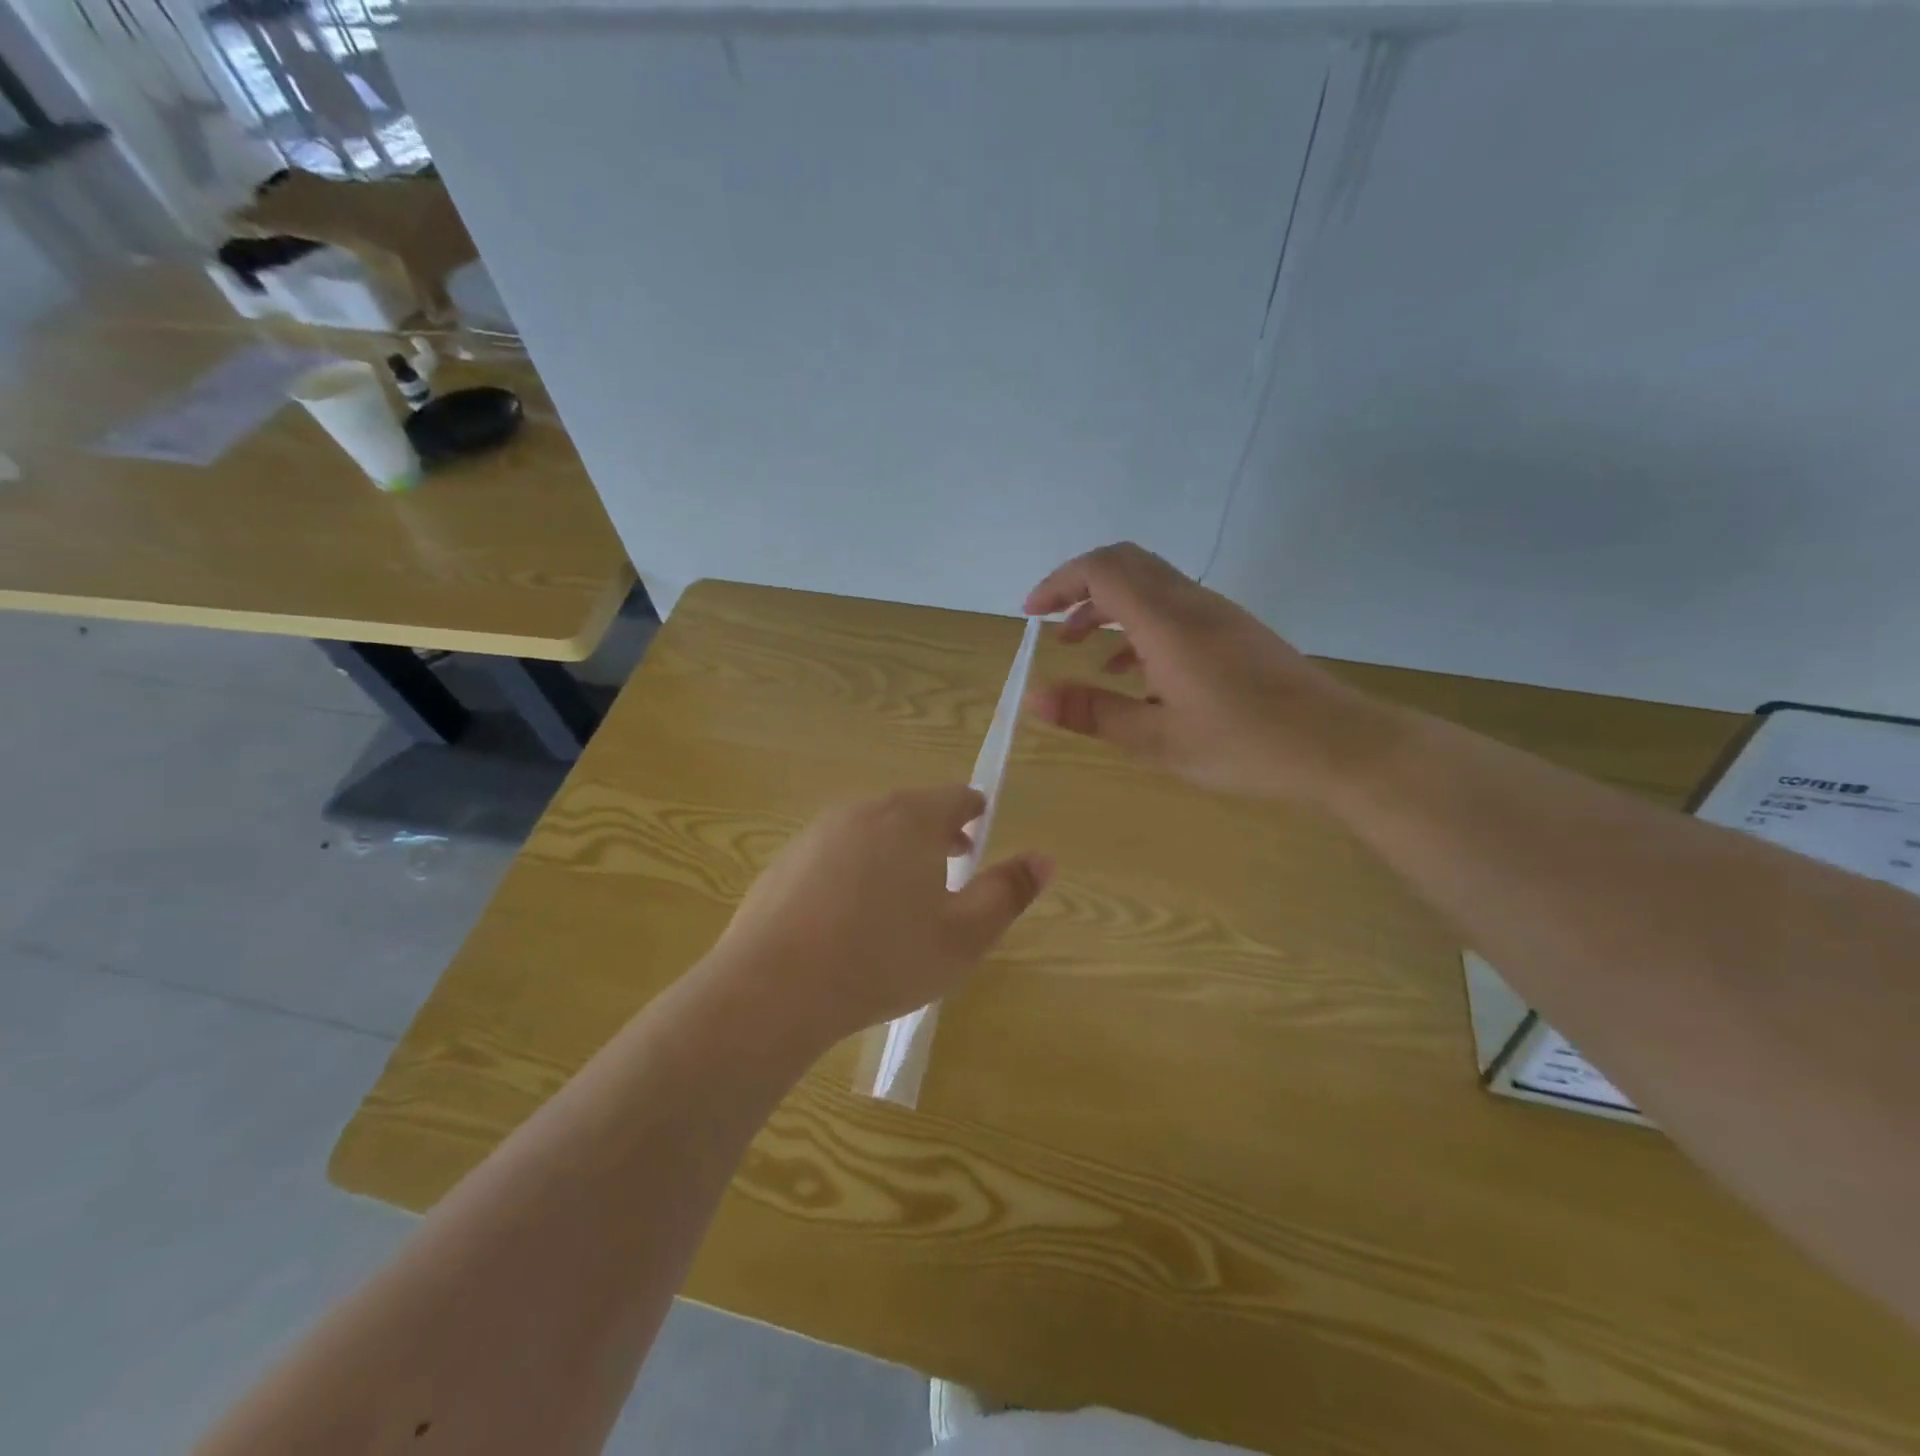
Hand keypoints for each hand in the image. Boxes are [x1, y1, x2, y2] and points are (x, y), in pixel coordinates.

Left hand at [707, 785, 1052, 1047]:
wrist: (772, 988)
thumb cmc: (883, 959)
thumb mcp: (963, 936)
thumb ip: (1008, 893)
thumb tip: (1045, 859)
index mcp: (910, 819)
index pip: (954, 796)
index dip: (973, 810)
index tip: (980, 828)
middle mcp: (863, 811)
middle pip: (910, 809)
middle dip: (936, 831)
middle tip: (953, 860)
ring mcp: (817, 834)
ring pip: (870, 829)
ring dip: (894, 848)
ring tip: (904, 890)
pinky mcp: (784, 861)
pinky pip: (834, 853)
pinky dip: (854, 867)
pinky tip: (851, 913)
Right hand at [1023, 542, 1402, 802]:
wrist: (1338, 745)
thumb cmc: (1244, 745)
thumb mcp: (1158, 740)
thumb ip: (1093, 713)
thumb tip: (1033, 696)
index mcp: (1168, 622)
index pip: (1102, 570)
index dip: (1059, 582)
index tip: (1031, 615)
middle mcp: (1191, 603)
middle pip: (1125, 563)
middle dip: (1079, 586)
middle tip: (1052, 623)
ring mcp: (1217, 614)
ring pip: (1150, 585)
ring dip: (1108, 606)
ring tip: (1080, 648)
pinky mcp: (1234, 631)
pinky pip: (1173, 608)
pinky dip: (1138, 625)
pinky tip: (1131, 673)